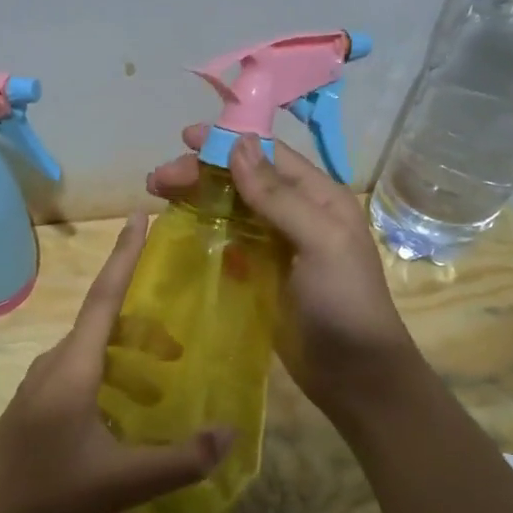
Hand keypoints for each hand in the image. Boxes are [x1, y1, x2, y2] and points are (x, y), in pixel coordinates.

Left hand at [0, 215, 233, 512]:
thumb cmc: (49, 498)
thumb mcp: (123, 483)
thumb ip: (181, 459)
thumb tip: (229, 432)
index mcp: (72, 367)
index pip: (104, 297)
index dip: (125, 255)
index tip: (140, 216)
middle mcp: (52, 366)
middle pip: (101, 326)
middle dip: (143, 327)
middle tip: (180, 350)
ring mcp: (37, 389)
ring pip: (89, 355)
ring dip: (127, 360)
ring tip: (162, 387)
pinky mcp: (32, 411)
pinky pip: (77, 377)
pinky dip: (108, 380)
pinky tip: (125, 418)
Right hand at [148, 128, 416, 421]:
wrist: (355, 375)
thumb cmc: (344, 302)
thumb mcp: (320, 241)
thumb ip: (278, 196)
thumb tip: (237, 145)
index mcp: (318, 197)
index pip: (267, 156)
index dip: (226, 142)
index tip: (184, 138)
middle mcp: (296, 214)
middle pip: (242, 180)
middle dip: (200, 173)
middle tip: (157, 180)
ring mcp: (276, 246)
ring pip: (230, 209)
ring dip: (196, 199)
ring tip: (158, 197)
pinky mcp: (260, 276)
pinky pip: (227, 243)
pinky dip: (203, 232)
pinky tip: (178, 232)